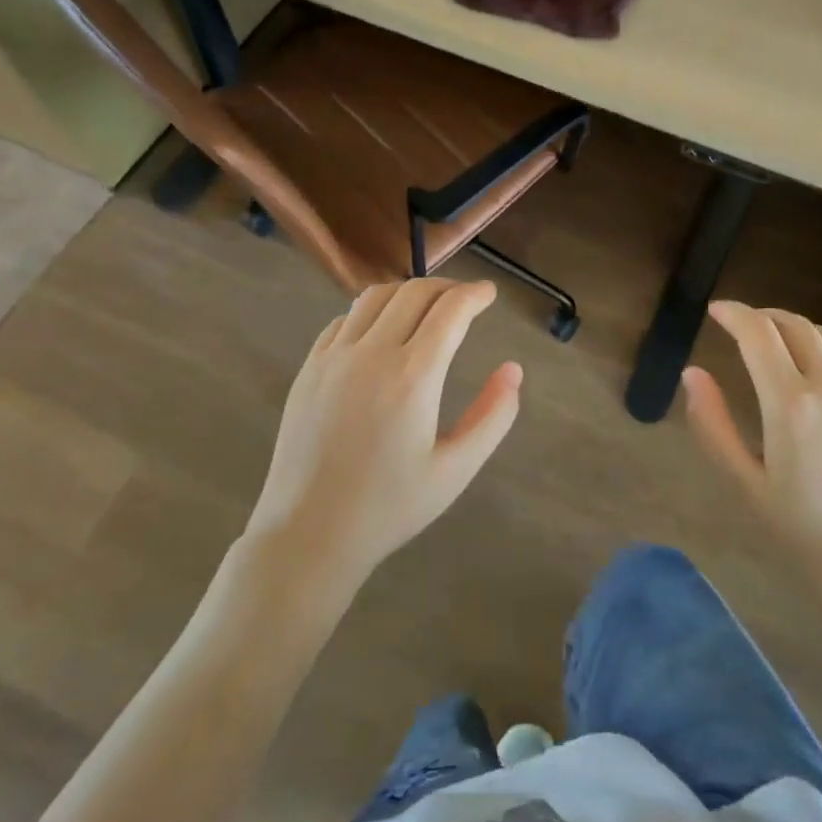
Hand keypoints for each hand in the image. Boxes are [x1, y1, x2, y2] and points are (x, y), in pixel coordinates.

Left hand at [243, 279, 521, 591]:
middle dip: (447, 287)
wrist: (309, 533)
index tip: (490, 293)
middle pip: (414, 293)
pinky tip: (380, 332)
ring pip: (375, 297)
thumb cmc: (390, 507)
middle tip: (465, 300)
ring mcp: (334, 358)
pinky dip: (370, 312)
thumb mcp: (455, 469)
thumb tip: (513, 370)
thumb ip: (493, 416)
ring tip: (426, 307)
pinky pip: (343, 320)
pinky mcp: (309, 369)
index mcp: (413, 377)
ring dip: (407, 292)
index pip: (450, 311)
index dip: (475, 295)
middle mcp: (372, 354)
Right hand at [681, 301, 821, 602]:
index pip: (758, 333)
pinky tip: (812, 367)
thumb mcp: (745, 481)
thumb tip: (692, 374)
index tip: (715, 310)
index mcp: (790, 404)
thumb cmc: (802, 529)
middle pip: (794, 325)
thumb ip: (713, 424)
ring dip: (795, 327)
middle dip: (762, 315)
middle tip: (739, 323)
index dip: (734, 313)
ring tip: (773, 337)